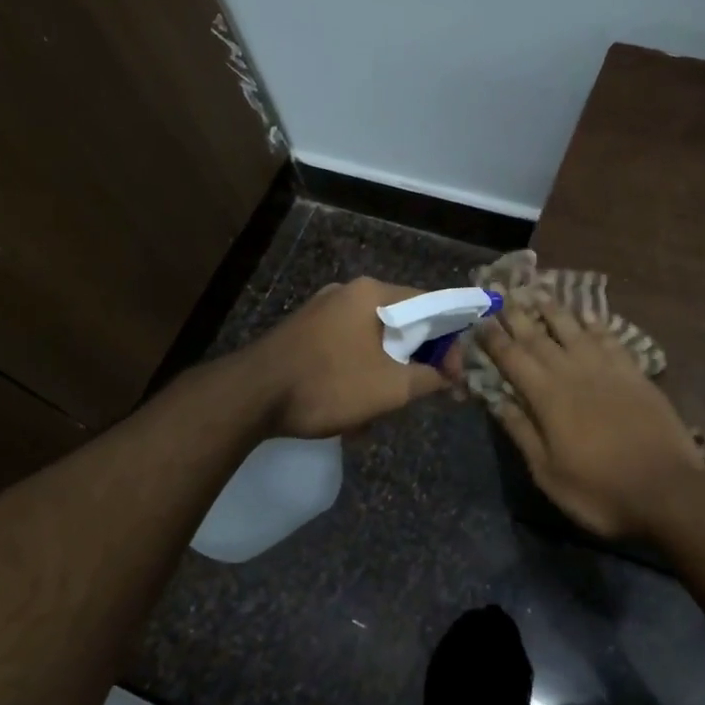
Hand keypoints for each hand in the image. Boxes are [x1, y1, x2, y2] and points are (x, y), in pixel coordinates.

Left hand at [246, 278, 451, 438]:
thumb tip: (448, 376)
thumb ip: (429, 379)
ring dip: (386, 374)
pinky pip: (347, 349)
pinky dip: (359, 374)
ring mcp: (322, 311)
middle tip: (423, 392)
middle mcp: (348, 293)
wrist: (250, 396)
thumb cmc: (328, 384)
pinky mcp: (304, 333)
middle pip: (402, 323)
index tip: (454, 375)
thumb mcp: (390, 388)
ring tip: (381, 411)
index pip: (432, 304)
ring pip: (374, 341)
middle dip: (416, 361)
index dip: (451, 340)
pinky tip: (352, 409)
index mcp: (373, 294)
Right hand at [476, 298, 704, 538]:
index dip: (494, 338)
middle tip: (501, 295)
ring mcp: (607, 369)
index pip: (512, 358)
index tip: (479, 319)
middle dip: (517, 315)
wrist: (666, 490)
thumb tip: (495, 400)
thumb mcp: (548, 473)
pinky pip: (610, 339)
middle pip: (539, 337)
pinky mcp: (634, 373)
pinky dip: (596, 323)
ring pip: (574, 330)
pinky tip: (587, 314)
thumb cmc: (600, 491)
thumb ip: (521, 432)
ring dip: (554, 310)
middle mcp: (573, 372)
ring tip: (538, 293)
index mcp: (547, 397)